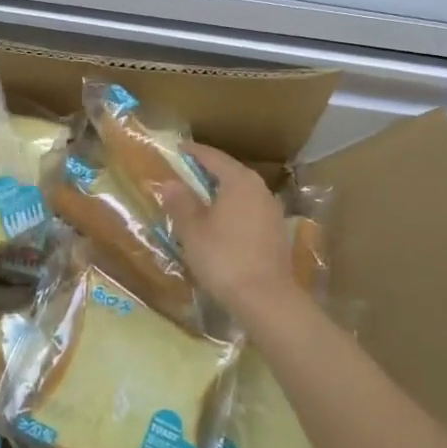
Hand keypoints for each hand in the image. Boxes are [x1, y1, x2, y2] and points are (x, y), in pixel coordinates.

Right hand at [157, 143, 299, 324]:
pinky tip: (220, 224)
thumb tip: (170, 182)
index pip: (213, 157)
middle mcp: (260, 189)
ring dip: (221, 193)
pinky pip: (249, 211)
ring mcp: (272, 211)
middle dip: (207, 172)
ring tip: (200, 199)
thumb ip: (181, 202)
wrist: (266, 299)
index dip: (193, 152)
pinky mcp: (276, 233)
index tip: (177, 149)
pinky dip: (232, 211)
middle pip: (230, 173)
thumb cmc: (223, 257)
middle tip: (185, 173)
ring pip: (241, 193)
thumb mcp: (193, 230)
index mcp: (240, 180)